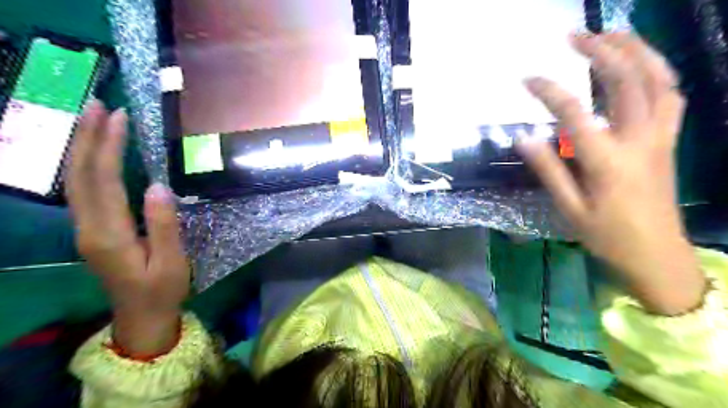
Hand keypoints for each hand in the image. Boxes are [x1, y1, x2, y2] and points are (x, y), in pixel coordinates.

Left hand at [65, 102, 189, 356]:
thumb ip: (164, 225)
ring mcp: (85, 229)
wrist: (140, 316)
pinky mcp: (91, 230)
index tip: (121, 118)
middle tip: (98, 104)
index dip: (109, 147)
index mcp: (109, 235)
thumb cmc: (162, 289)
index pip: (104, 181)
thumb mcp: (171, 262)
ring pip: (75, 180)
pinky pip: (82, 190)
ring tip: (93, 118)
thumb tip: (159, 186)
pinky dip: (86, 164)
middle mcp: (88, 228)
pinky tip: (95, 151)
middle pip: (80, 175)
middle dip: (87, 137)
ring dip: (82, 146)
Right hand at [517, 33, 704, 316]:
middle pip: (628, 81)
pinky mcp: (669, 141)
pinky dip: (658, 72)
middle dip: (601, 52)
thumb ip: (548, 170)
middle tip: (575, 36)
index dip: (550, 91)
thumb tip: (524, 138)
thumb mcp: (569, 208)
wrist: (658, 256)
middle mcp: (639, 140)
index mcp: (607, 161)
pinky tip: (639, 65)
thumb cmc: (608, 236)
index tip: (528, 79)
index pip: (575, 113)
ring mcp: (660, 138)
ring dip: (637, 51)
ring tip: (611, 35)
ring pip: (660, 80)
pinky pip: (672, 96)